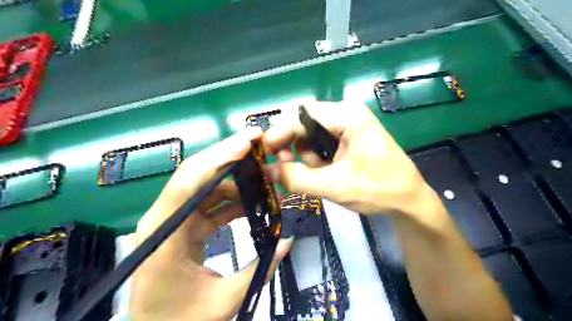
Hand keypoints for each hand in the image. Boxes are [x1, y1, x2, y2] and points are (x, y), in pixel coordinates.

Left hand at [132, 128, 291, 320]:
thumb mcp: (223, 302)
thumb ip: (259, 270)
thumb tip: (287, 241)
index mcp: (164, 235)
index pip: (189, 183)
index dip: (219, 158)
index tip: (249, 143)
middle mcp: (165, 219)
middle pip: (197, 176)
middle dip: (229, 157)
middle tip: (260, 146)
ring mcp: (174, 221)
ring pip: (206, 187)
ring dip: (236, 181)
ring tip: (265, 180)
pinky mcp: (184, 226)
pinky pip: (210, 204)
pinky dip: (233, 200)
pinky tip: (253, 203)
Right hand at [263, 100, 433, 214]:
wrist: (408, 200)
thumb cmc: (379, 190)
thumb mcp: (335, 186)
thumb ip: (297, 178)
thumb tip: (266, 170)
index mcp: (347, 116)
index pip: (300, 115)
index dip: (278, 133)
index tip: (264, 155)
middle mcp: (344, 113)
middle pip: (302, 121)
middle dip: (290, 144)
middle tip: (287, 167)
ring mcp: (345, 124)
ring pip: (307, 133)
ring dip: (303, 154)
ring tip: (318, 174)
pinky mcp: (344, 137)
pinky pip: (316, 142)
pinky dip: (312, 158)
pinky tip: (324, 171)